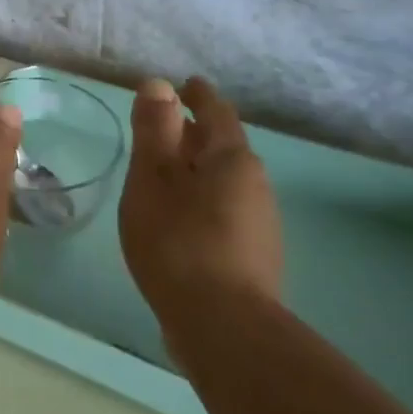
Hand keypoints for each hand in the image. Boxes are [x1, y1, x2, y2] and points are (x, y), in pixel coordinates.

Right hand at [119, 77, 282, 325]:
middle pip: (222, 147)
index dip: (198, 96)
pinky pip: (224, 210)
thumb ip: (155, 130)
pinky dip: (201, 200)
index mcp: (232, 159)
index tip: (185, 85)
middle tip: (163, 129)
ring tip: (164, 175)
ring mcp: (260, 223)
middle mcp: (255, 184)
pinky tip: (179, 220)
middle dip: (194, 135)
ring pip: (223, 181)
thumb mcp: (152, 179)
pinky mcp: (254, 256)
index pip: (216, 112)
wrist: (223, 329)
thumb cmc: (178, 242)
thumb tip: (159, 84)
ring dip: (196, 170)